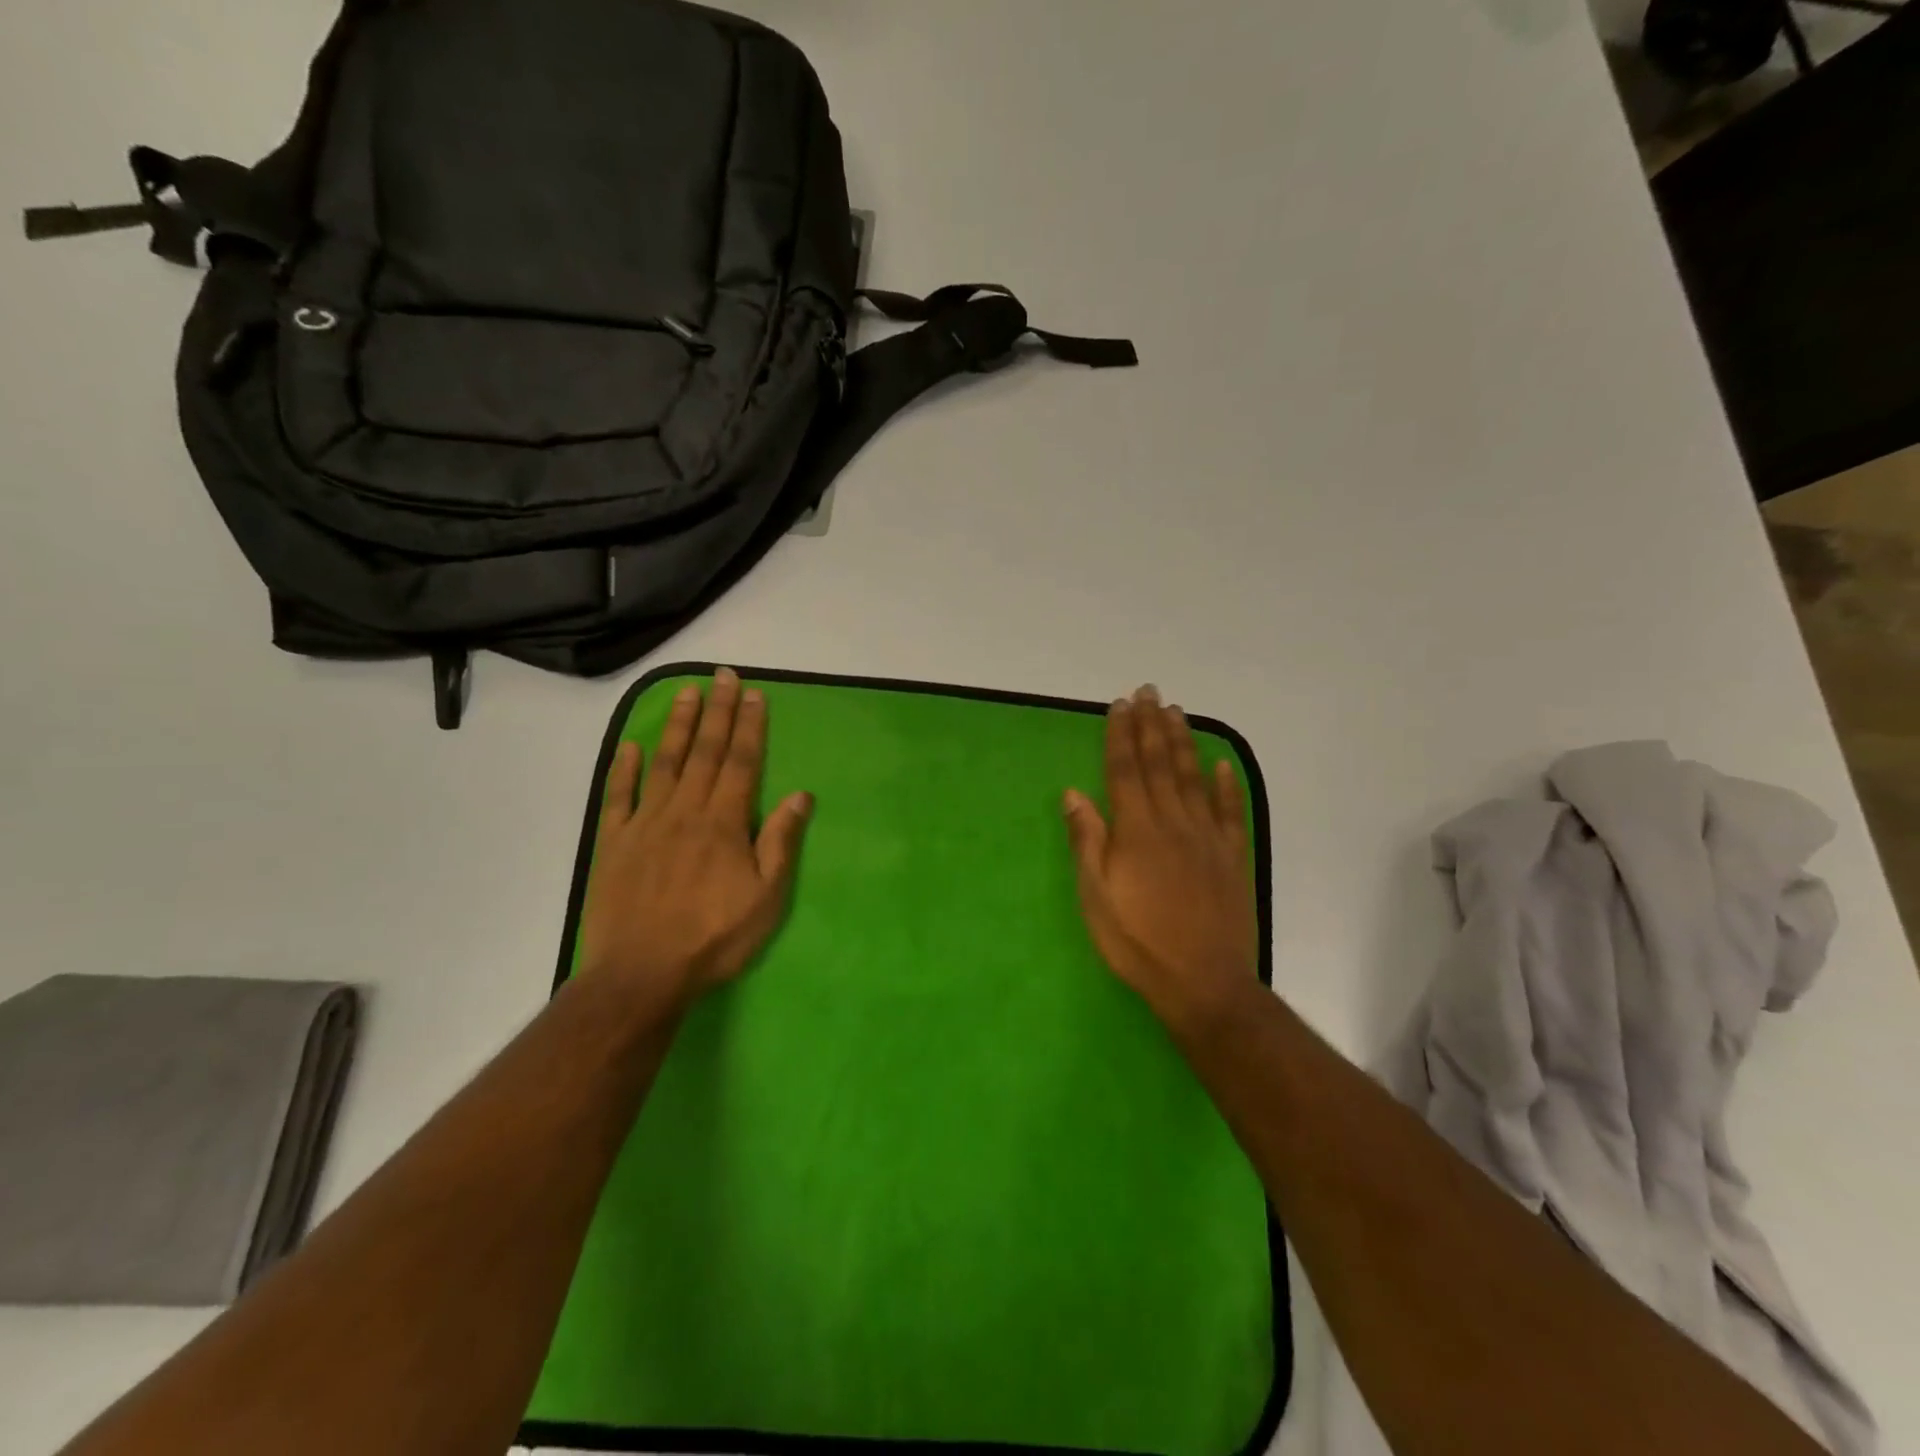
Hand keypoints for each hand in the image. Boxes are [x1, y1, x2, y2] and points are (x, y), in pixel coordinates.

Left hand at [578, 668, 812, 1017]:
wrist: (642, 973)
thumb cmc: (714, 938)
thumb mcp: (766, 897)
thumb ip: (780, 842)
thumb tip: (800, 795)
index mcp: (724, 822)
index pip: (741, 763)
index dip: (749, 726)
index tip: (752, 694)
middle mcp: (685, 811)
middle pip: (704, 752)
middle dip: (717, 711)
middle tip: (722, 675)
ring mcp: (645, 823)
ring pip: (664, 763)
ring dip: (676, 725)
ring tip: (685, 692)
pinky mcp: (614, 842)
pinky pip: (618, 796)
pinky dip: (624, 768)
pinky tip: (630, 746)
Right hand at [1064, 684, 1258, 1034]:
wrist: (1203, 983)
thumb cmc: (1138, 942)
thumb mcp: (1095, 897)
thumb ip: (1087, 841)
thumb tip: (1073, 793)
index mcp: (1137, 830)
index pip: (1125, 771)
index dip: (1120, 736)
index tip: (1119, 705)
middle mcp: (1173, 822)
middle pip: (1160, 764)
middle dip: (1151, 726)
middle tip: (1148, 692)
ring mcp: (1207, 838)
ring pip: (1194, 778)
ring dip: (1184, 742)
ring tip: (1176, 712)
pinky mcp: (1232, 857)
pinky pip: (1230, 812)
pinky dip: (1227, 786)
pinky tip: (1223, 764)